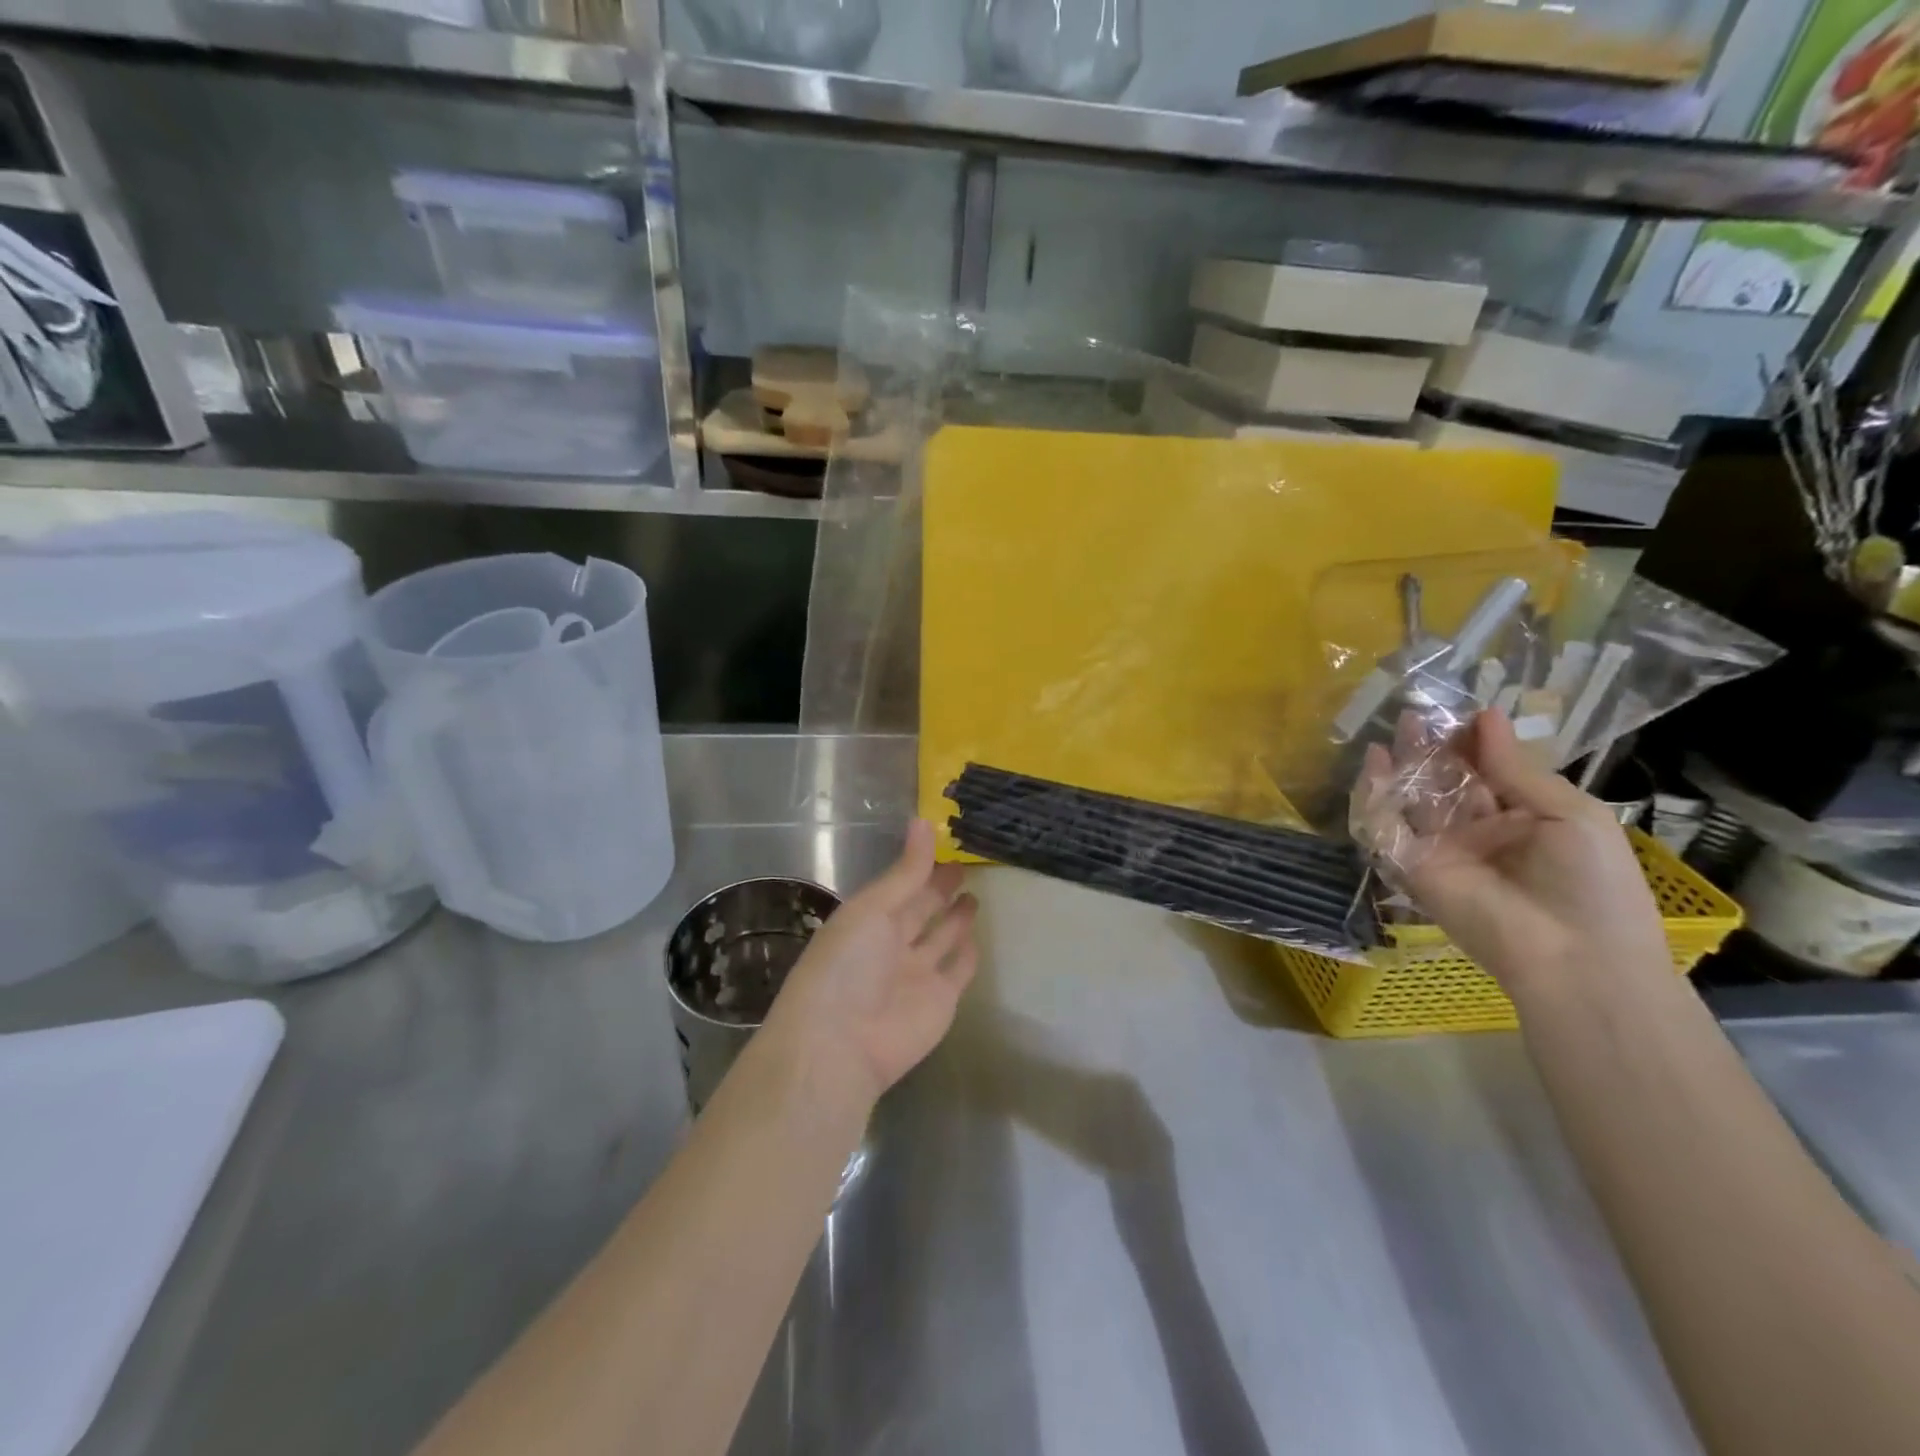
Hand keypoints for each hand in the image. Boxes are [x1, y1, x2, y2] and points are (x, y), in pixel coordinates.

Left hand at [764, 820, 979, 1111]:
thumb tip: (923, 821)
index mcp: (867, 919)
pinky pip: (957, 970)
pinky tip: (977, 936)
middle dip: (939, 888)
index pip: (899, 885)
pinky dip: (966, 954)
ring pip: (941, 938)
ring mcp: (917, 973)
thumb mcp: (872, 909)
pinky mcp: (941, 1000)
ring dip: (955, 917)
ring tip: (974, 891)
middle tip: (964, 863)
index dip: (919, 865)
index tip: (944, 840)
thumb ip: (905, 872)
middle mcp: (891, 944)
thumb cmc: (847, 965)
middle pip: (921, 909)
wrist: (843, 1044)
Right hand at [1355, 710, 1669, 994]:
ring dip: (1405, 764)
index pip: (1486, 771)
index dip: (1474, 742)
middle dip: (1434, 748)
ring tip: (1401, 728)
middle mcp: (1476, 831)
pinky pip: (1386, 827)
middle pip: (1445, 781)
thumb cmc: (1591, 883)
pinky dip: (1375, 796)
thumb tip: (1487, 716)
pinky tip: (1376, 763)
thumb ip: (1517, 768)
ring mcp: (1441, 849)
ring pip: (1413, 798)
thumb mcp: (1570, 814)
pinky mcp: (1412, 866)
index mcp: (1520, 818)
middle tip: (1419, 714)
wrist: (1575, 956)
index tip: (1465, 714)